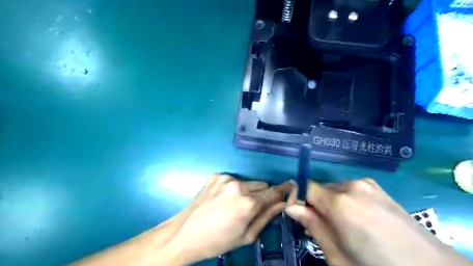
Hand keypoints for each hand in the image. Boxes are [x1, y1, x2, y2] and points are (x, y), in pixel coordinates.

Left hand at [165, 174, 291, 262]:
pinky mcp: (216, 175)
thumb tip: (282, 204)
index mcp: (248, 203)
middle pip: (261, 184)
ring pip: (248, 182)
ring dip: (247, 191)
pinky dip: (233, 188)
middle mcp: (238, 185)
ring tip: (234, 204)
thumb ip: (267, 217)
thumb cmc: (218, 240)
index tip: (291, 186)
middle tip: (252, 207)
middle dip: (262, 194)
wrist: (185, 233)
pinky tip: (222, 199)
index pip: (273, 192)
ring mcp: (225, 178)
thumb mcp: (246, 235)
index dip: (283, 190)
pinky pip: (233, 180)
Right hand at [282, 179, 470, 265]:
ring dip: (330, 203)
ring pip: (334, 189)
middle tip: (321, 227)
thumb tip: (290, 207)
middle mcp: (352, 186)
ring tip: (342, 226)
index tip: (298, 215)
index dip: (299, 199)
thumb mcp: (338, 255)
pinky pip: (349, 189)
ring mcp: (366, 184)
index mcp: (340, 203)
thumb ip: (313, 226)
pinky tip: (357, 219)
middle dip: (315, 204)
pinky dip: (344, 200)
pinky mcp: (376, 186)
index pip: (306, 187)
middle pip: (320, 188)